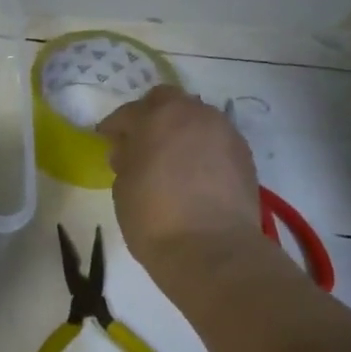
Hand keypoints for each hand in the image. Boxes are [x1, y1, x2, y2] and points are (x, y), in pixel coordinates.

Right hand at [98, 86, 261, 271]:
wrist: (211, 250)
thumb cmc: (153, 217)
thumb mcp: (123, 187)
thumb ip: (126, 159)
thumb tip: (131, 151)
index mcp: (157, 117)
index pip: (128, 112)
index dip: (114, 127)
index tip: (106, 140)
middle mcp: (194, 114)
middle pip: (168, 101)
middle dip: (152, 116)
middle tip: (141, 142)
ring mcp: (224, 132)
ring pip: (197, 118)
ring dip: (181, 131)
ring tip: (171, 158)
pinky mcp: (245, 155)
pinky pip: (216, 140)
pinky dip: (203, 149)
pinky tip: (195, 173)